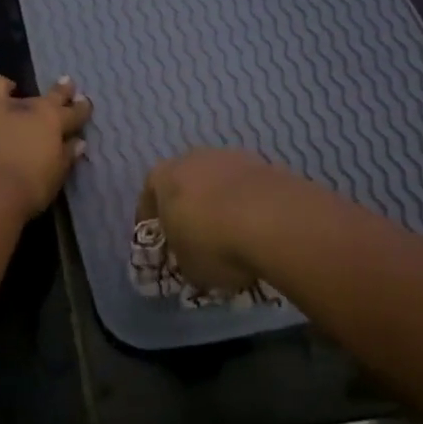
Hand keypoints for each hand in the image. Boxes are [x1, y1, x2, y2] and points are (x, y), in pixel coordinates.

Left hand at [0, 76, 91, 221]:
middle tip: (66, 84)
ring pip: (0, 86)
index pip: (72, 111)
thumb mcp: (55, 176)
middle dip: (59, 91)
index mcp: (49, 120)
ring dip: (8, 88)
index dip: (81, 108)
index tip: (85, 103)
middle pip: (45, 95)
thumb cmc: (27, 188)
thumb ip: (65, 156)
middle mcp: (22, 108)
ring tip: (10, 89)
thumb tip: (77, 143)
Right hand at [138, 148, 299, 291]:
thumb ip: (183, 258)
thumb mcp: (188, 266)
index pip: (148, 199)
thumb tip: (191, 259)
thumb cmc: (213, 243)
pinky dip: (250, 204)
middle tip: (197, 236)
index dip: (153, 223)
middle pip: (185, 183)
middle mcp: (193, 159)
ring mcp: (231, 157)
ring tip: (233, 233)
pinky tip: (258, 228)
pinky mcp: (265, 164)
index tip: (161, 244)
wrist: (274, 221)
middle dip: (190, 208)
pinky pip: (248, 188)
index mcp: (162, 177)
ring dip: (222, 203)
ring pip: (219, 182)